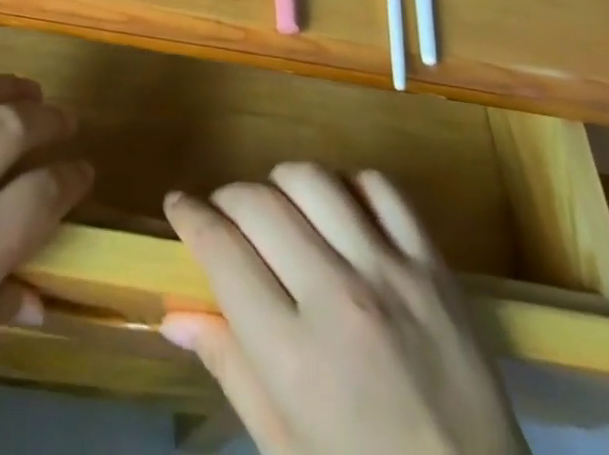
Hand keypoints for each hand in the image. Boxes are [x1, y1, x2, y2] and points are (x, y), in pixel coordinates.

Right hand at [161, 165, 524, 454]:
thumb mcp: (286, 451)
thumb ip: (231, 369)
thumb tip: (175, 314)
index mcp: (293, 355)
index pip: (220, 250)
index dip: (189, 216)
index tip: (178, 205)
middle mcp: (336, 298)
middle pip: (258, 204)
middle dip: (227, 200)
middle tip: (225, 218)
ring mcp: (390, 274)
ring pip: (312, 181)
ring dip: (281, 185)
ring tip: (280, 209)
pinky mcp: (434, 266)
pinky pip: (381, 188)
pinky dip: (349, 186)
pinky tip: (341, 212)